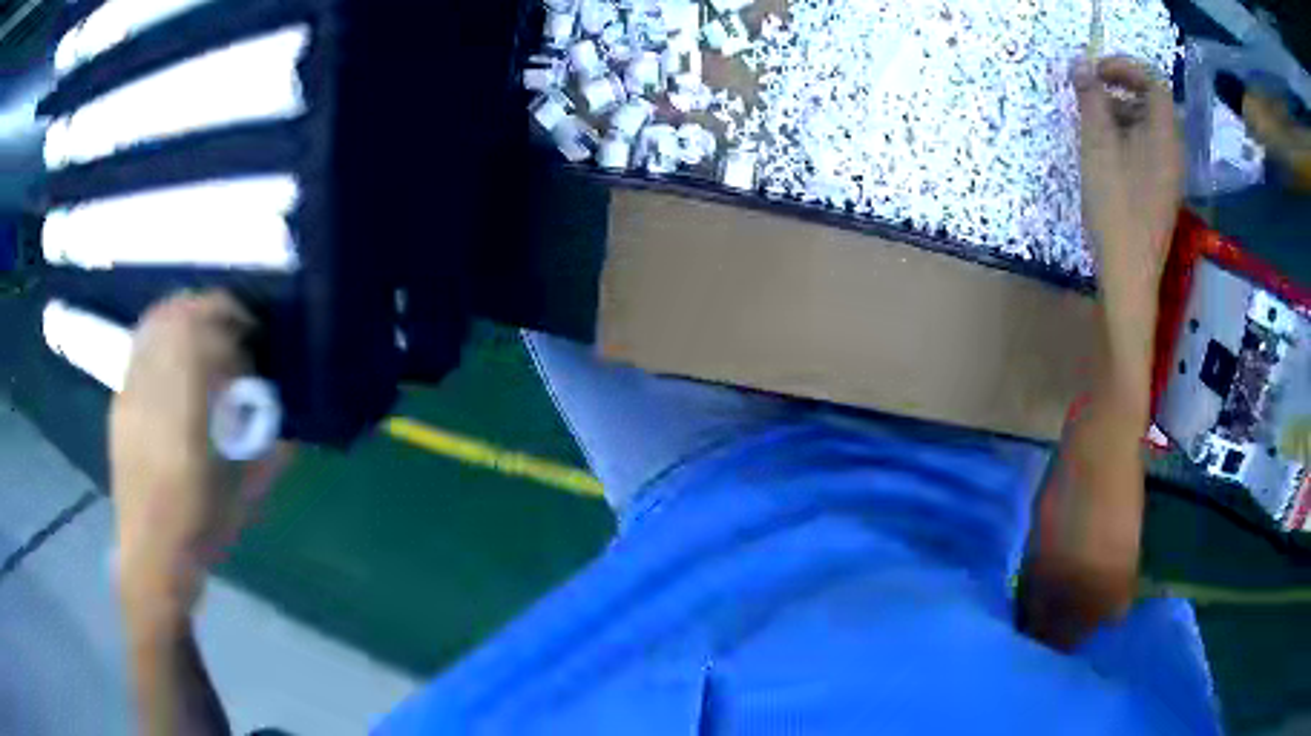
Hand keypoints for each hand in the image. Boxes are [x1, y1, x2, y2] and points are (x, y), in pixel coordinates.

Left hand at [111, 291, 289, 630]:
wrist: (150, 557)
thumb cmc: (200, 530)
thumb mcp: (245, 497)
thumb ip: (269, 453)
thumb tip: (292, 422)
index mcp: (185, 418)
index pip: (203, 336)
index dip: (232, 324)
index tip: (253, 337)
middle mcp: (152, 394)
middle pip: (176, 318)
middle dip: (210, 308)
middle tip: (233, 323)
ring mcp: (130, 394)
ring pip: (154, 324)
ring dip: (184, 314)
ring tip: (204, 328)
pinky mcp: (120, 402)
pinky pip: (140, 346)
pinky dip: (161, 333)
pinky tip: (175, 353)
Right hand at [1074, 56, 1181, 386]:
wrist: (1130, 275)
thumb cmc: (1116, 208)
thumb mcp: (1098, 146)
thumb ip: (1091, 100)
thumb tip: (1081, 64)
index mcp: (1163, 136)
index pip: (1153, 82)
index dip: (1125, 67)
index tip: (1095, 72)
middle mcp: (1172, 151)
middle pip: (1152, 103)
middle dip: (1119, 89)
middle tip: (1090, 94)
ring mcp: (1168, 174)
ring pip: (1148, 127)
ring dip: (1120, 114)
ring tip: (1093, 125)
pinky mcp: (1160, 192)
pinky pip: (1147, 150)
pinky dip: (1126, 138)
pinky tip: (1106, 154)